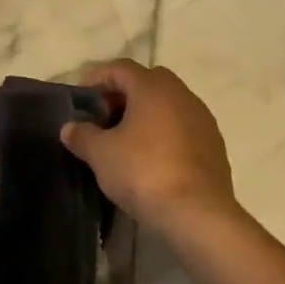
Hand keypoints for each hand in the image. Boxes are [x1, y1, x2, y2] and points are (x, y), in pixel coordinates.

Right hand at [60, 59, 236, 236]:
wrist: (197, 215)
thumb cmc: (143, 172)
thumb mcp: (100, 154)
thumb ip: (82, 135)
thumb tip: (70, 128)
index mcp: (152, 87)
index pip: (120, 68)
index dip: (97, 79)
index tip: (81, 100)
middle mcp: (181, 94)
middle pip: (146, 82)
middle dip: (123, 96)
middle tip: (104, 118)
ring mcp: (202, 119)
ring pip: (168, 105)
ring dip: (146, 115)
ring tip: (126, 141)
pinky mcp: (214, 145)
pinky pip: (183, 128)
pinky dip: (165, 134)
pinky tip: (152, 159)